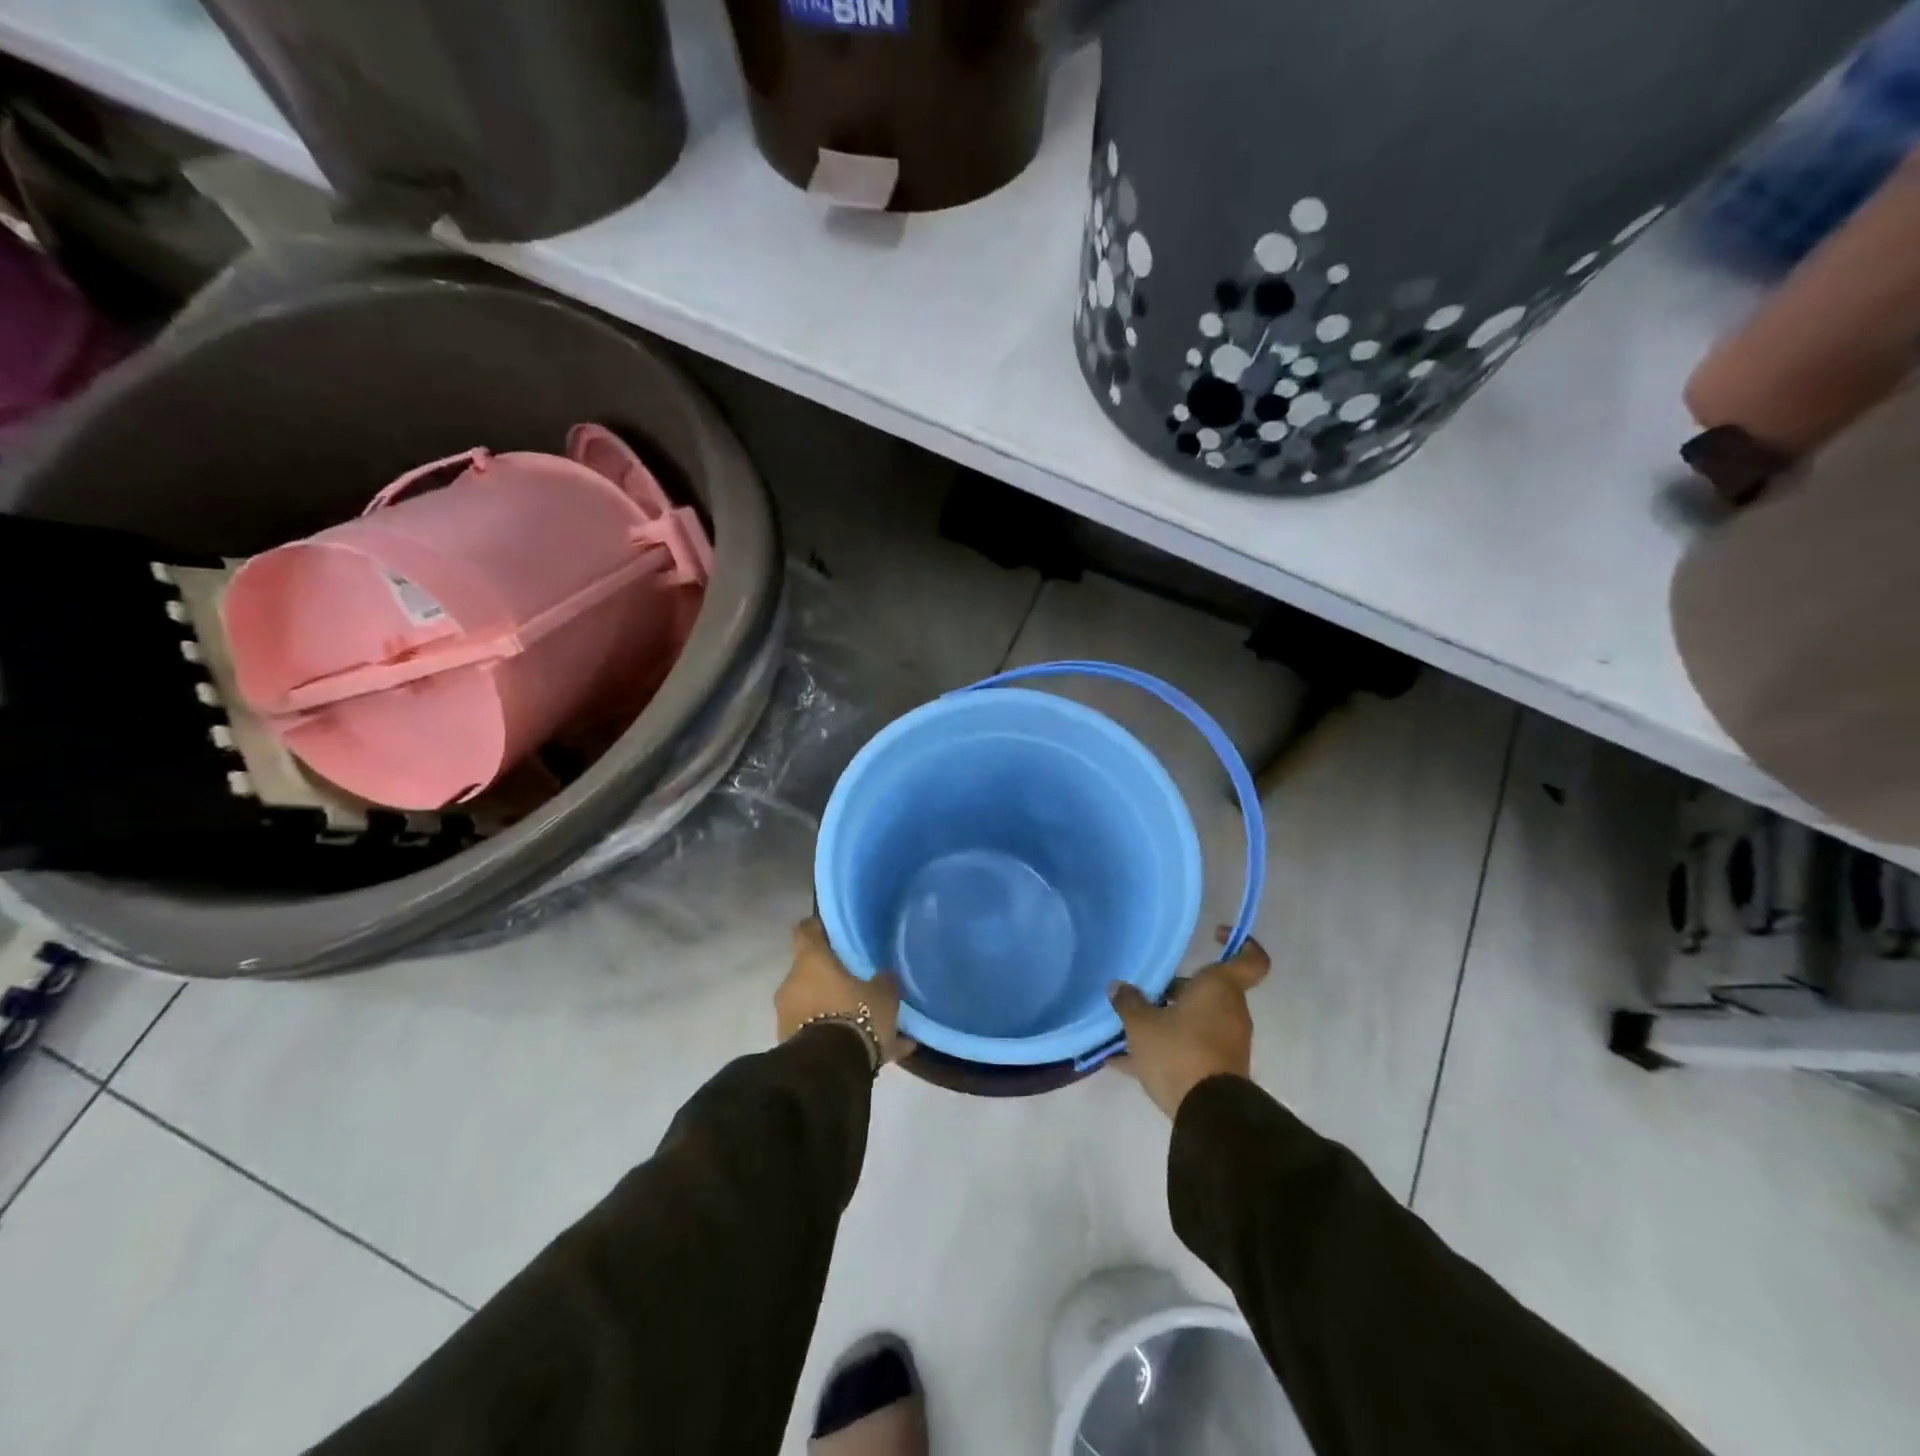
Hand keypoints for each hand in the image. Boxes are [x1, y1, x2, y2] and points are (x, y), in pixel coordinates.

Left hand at [777, 917, 913, 1064]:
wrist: (829, 1070)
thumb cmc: (855, 1014)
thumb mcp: (883, 994)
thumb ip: (883, 980)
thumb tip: (883, 975)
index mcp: (810, 961)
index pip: (805, 930)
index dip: (819, 927)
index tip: (832, 930)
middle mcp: (792, 984)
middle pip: (811, 972)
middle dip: (832, 978)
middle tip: (858, 982)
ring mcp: (787, 1016)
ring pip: (816, 1006)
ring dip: (837, 1011)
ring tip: (872, 1025)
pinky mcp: (790, 1046)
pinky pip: (820, 1035)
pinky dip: (841, 1040)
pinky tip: (878, 1054)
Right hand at [1109, 928, 1269, 1117]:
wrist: (1208, 1116)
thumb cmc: (1179, 1052)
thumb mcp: (1142, 1025)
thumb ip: (1129, 1002)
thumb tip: (1118, 987)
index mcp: (1220, 989)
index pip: (1250, 959)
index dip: (1240, 942)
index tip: (1215, 936)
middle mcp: (1230, 1011)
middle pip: (1206, 990)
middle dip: (1175, 990)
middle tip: (1144, 992)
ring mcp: (1226, 1042)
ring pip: (1195, 1019)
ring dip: (1167, 1020)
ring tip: (1128, 1028)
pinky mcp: (1218, 1069)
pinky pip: (1190, 1048)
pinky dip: (1164, 1050)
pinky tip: (1124, 1062)